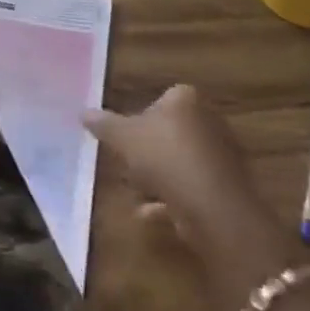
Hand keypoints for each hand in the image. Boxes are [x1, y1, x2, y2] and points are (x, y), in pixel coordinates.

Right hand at [83, 86, 295, 310]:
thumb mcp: (122, 137)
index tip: (126, 133)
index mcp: (187, 100)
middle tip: (126, 162)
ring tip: (135, 191)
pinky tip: (147, 212)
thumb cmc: (164, 156)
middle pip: (172, 131)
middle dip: (149, 148)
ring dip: (158, 177)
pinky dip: (170, 199)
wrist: (212, 205)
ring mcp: (221, 156)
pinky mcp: (226, 187)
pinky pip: (191, 188)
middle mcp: (210, 121)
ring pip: (181, 162)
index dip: (143, 114)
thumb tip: (83, 113)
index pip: (164, 97)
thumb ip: (103, 124)